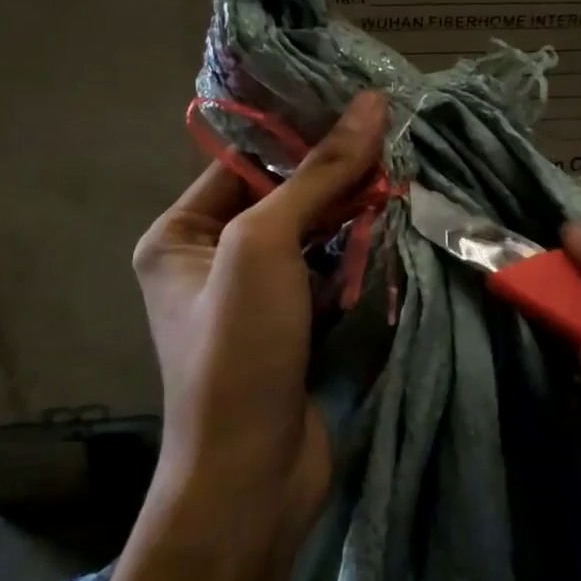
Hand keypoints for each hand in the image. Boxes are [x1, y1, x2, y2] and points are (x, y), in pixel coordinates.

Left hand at [131, 90, 387, 565]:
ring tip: (403, 173)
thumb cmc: (237, 351)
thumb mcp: (265, 247)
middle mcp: (209, 260)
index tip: (357, 103)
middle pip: (279, 196)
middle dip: (333, 173)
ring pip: (310, 234)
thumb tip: (368, 104)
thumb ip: (317, 175)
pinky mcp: (294, 327)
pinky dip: (358, 253)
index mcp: (177, 235)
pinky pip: (327, 272)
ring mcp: (254, 296)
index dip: (297, 132)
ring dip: (352, 211)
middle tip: (392, 137)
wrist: (251, 478)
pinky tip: (396, 226)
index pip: (242, 162)